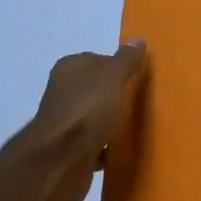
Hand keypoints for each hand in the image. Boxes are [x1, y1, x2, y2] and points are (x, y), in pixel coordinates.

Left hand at [24, 41, 146, 200]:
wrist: (61, 161)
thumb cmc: (88, 110)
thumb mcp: (113, 77)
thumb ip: (125, 60)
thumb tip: (137, 39)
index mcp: (70, 68)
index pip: (96, 59)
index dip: (116, 67)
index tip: (136, 78)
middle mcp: (63, 91)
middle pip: (94, 88)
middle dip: (113, 95)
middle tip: (139, 102)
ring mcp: (64, 122)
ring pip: (93, 116)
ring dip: (109, 122)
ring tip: (133, 126)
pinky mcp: (67, 150)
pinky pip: (92, 144)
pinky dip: (104, 146)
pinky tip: (119, 150)